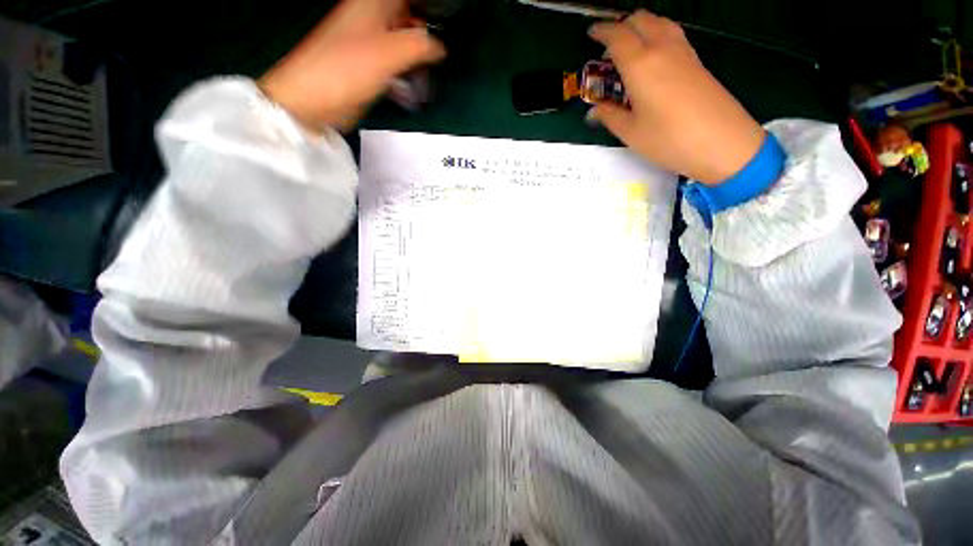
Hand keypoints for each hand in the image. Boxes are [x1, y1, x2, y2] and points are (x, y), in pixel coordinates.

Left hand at [260, 0, 444, 129]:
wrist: (315, 100)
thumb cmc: (346, 69)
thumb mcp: (390, 53)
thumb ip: (419, 45)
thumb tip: (440, 47)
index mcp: (373, 4)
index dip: (426, 8)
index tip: (442, 24)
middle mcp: (371, 18)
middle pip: (407, 16)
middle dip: (425, 31)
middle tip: (437, 51)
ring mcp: (369, 43)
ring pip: (402, 39)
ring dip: (418, 54)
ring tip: (428, 70)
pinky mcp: (369, 66)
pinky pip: (395, 62)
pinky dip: (407, 70)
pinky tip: (414, 84)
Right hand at [589, 11, 764, 183]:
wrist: (722, 142)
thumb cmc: (669, 139)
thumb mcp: (631, 133)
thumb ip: (610, 117)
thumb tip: (594, 111)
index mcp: (640, 65)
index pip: (617, 36)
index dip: (602, 32)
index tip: (591, 34)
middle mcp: (662, 49)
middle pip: (641, 19)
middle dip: (622, 25)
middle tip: (609, 45)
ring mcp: (684, 52)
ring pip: (659, 22)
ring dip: (641, 27)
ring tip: (630, 48)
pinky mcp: (697, 61)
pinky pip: (673, 35)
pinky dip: (657, 35)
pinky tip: (653, 57)